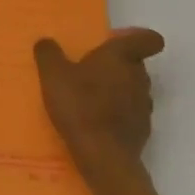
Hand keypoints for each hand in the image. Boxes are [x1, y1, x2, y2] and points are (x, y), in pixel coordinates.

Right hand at [34, 28, 165, 191]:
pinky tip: (97, 122)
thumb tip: (46, 41)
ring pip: (134, 88)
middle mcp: (139, 77)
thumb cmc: (79, 105)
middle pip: (136, 63)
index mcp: (121, 57)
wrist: (103, 156)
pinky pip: (131, 113)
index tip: (119, 42)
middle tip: (90, 71)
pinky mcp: (142, 130)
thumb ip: (48, 54)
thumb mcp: (52, 75)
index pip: (148, 39)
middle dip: (117, 65)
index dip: (139, 37)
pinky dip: (118, 114)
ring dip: (118, 89)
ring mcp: (144, 105)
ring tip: (92, 98)